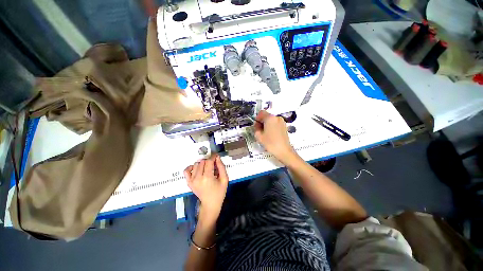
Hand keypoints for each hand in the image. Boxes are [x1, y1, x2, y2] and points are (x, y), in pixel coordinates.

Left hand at [184, 154, 228, 221]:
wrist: (210, 204)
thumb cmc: (219, 192)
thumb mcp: (224, 179)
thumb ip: (221, 167)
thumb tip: (217, 157)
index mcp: (208, 177)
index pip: (209, 161)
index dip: (213, 157)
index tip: (216, 156)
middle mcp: (198, 177)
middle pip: (202, 162)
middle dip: (209, 161)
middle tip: (213, 165)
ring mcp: (192, 180)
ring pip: (196, 164)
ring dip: (202, 164)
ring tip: (207, 169)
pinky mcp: (189, 182)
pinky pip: (186, 171)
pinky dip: (191, 167)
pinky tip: (196, 169)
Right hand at [254, 111, 297, 163]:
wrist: (283, 150)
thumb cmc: (270, 143)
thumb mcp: (258, 136)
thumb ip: (256, 128)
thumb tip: (257, 124)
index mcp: (270, 118)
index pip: (261, 113)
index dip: (257, 118)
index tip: (256, 125)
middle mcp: (276, 117)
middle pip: (267, 116)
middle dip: (262, 121)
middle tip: (260, 131)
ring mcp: (282, 121)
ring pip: (271, 120)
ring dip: (267, 124)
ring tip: (266, 134)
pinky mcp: (284, 126)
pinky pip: (276, 123)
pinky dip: (272, 126)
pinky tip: (271, 134)